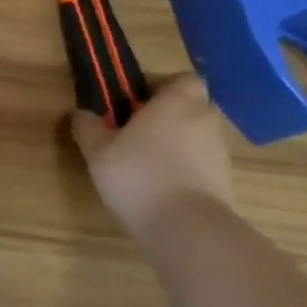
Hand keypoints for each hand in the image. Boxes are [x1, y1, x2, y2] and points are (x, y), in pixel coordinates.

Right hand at [71, 74, 234, 250]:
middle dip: (167, 113)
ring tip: (143, 160)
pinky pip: (201, 161)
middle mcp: (205, 119)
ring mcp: (220, 151)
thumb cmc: (138, 174)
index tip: (133, 101)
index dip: (159, 85)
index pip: (181, 78)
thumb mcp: (97, 149)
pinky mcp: (224, 180)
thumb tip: (82, 113)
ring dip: (175, 140)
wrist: (186, 228)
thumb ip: (87, 126)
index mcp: (178, 101)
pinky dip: (184, 165)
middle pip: (191, 105)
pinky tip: (158, 183)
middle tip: (134, 128)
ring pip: (196, 134)